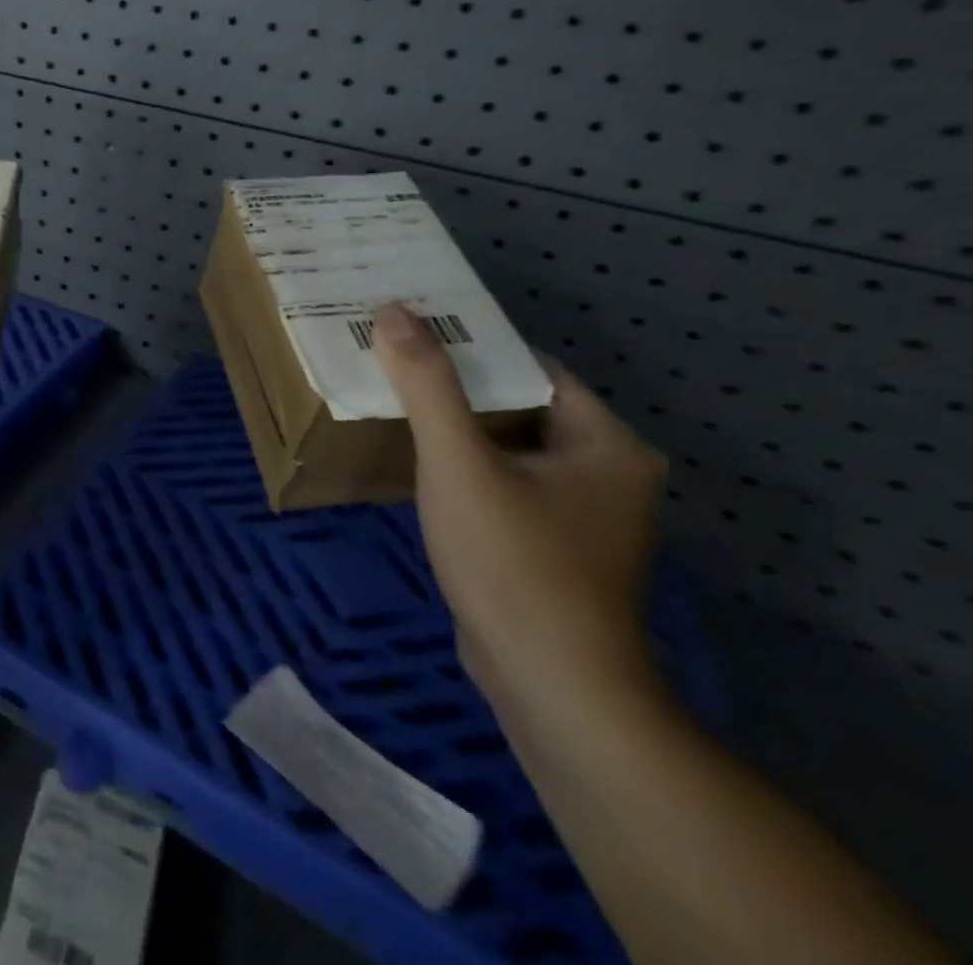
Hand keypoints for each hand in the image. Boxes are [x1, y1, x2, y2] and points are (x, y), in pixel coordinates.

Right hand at [369, 302, 666, 712]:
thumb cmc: (514, 563)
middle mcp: (606, 473)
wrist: (551, 687)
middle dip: (455, 387)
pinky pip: (504, 484)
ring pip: (508, 448)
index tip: (413, 331)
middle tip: (393, 362)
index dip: (470, 346)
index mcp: (607, 443)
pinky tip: (418, 465)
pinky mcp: (553, 547)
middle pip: (518, 407)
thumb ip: (428, 386)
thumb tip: (395, 312)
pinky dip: (465, 469)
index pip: (530, 369)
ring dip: (456, 428)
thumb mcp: (459, 463)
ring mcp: (582, 515)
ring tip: (394, 402)